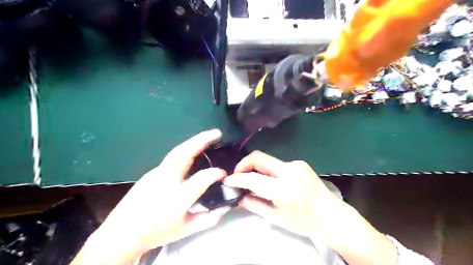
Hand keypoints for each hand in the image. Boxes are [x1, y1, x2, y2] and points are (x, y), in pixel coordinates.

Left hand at [72, 131, 231, 264]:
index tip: (223, 173)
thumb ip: (208, 219)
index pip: (202, 178)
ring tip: (207, 138)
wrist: (121, 234)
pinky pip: (171, 159)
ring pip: (177, 152)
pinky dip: (185, 152)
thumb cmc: (156, 233)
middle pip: (184, 153)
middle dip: (202, 140)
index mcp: (177, 199)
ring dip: (193, 142)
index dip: (216, 173)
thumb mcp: (185, 231)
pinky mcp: (150, 173)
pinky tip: (192, 154)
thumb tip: (226, 207)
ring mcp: (155, 174)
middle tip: (216, 133)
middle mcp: (166, 181)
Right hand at [222, 150, 345, 240]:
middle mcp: (290, 171)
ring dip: (256, 169)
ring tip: (253, 181)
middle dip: (243, 164)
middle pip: (259, 158)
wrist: (333, 216)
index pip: (253, 178)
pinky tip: (269, 180)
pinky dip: (268, 170)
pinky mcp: (299, 162)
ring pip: (267, 161)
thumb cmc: (305, 222)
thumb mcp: (277, 218)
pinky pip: (277, 164)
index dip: (237, 178)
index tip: (227, 180)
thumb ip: (255, 205)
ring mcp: (297, 164)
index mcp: (284, 190)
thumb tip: (238, 197)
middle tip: (237, 175)